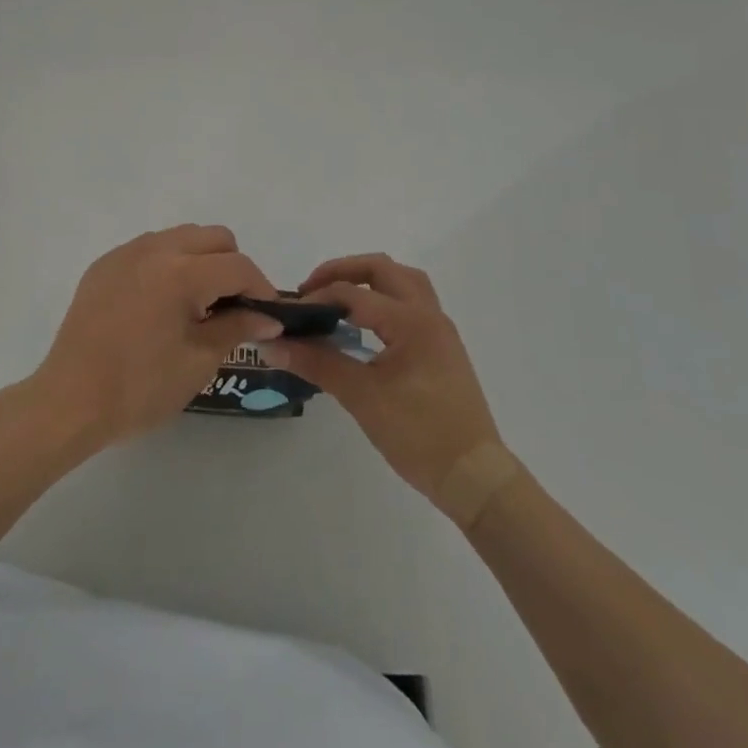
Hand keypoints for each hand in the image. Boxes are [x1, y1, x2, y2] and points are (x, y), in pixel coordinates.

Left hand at [28, 225, 282, 447]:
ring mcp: (125, 253)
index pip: (238, 266)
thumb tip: (267, 318)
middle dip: (232, 266)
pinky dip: (167, 265)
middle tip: (232, 307)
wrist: (70, 401)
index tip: (267, 315)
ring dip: (200, 261)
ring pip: (181, 237)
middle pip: (213, 237)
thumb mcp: (198, 361)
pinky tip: (160, 304)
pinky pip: (149, 249)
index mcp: (181, 273)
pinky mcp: (104, 265)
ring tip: (196, 305)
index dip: (261, 289)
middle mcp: (154, 249)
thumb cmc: (140, 388)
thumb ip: (236, 328)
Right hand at [260, 254, 502, 507]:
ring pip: (403, 281)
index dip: (317, 298)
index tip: (289, 315)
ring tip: (338, 298)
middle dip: (343, 272)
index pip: (354, 294)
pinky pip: (411, 303)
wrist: (474, 478)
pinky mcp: (442, 347)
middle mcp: (429, 315)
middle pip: (383, 269)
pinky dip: (384, 298)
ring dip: (369, 279)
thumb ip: (317, 364)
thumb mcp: (362, 397)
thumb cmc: (419, 435)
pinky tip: (365, 324)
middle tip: (311, 290)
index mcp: (411, 321)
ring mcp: (439, 330)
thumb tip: (272, 345)